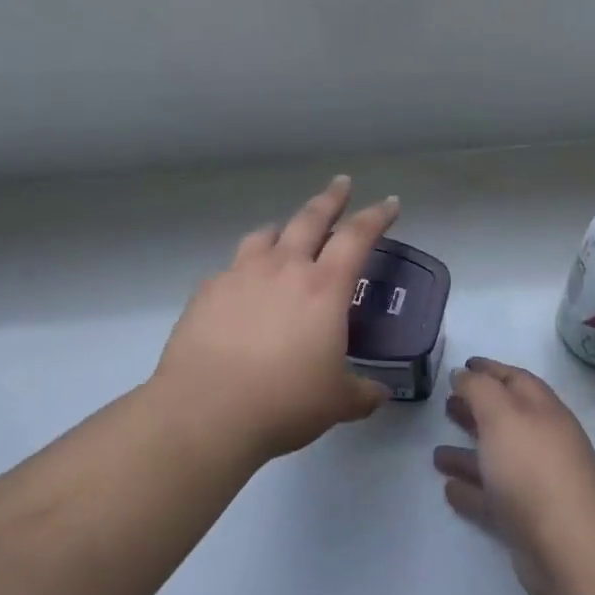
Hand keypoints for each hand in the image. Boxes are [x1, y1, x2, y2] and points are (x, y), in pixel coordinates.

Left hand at [152, 176, 398, 466]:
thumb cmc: (284, 402)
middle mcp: (283, 269)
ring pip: (265, 236)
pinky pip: (232, 267)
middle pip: (310, 219)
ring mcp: (240, 275)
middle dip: (330, 198)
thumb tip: (380, 393)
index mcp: (323, 287)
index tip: (389, 203)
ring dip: (282, 229)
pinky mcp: (207, 291)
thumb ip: (363, 393)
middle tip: (341, 183)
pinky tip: (243, 288)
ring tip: (285, 232)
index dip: (376, 216)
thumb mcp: (336, 402)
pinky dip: (245, 268)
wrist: (206, 411)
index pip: (357, 237)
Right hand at [434, 357, 594, 594]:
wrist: (569, 548)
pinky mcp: (528, 519)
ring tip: (436, 453)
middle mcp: (543, 442)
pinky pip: (493, 497)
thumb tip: (464, 374)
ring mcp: (537, 482)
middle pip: (506, 418)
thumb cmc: (532, 469)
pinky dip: (472, 490)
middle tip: (446, 403)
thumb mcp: (501, 414)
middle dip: (477, 409)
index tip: (462, 365)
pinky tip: (449, 489)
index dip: (489, 370)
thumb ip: (480, 389)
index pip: (515, 379)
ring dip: (468, 453)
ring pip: (497, 459)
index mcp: (543, 410)